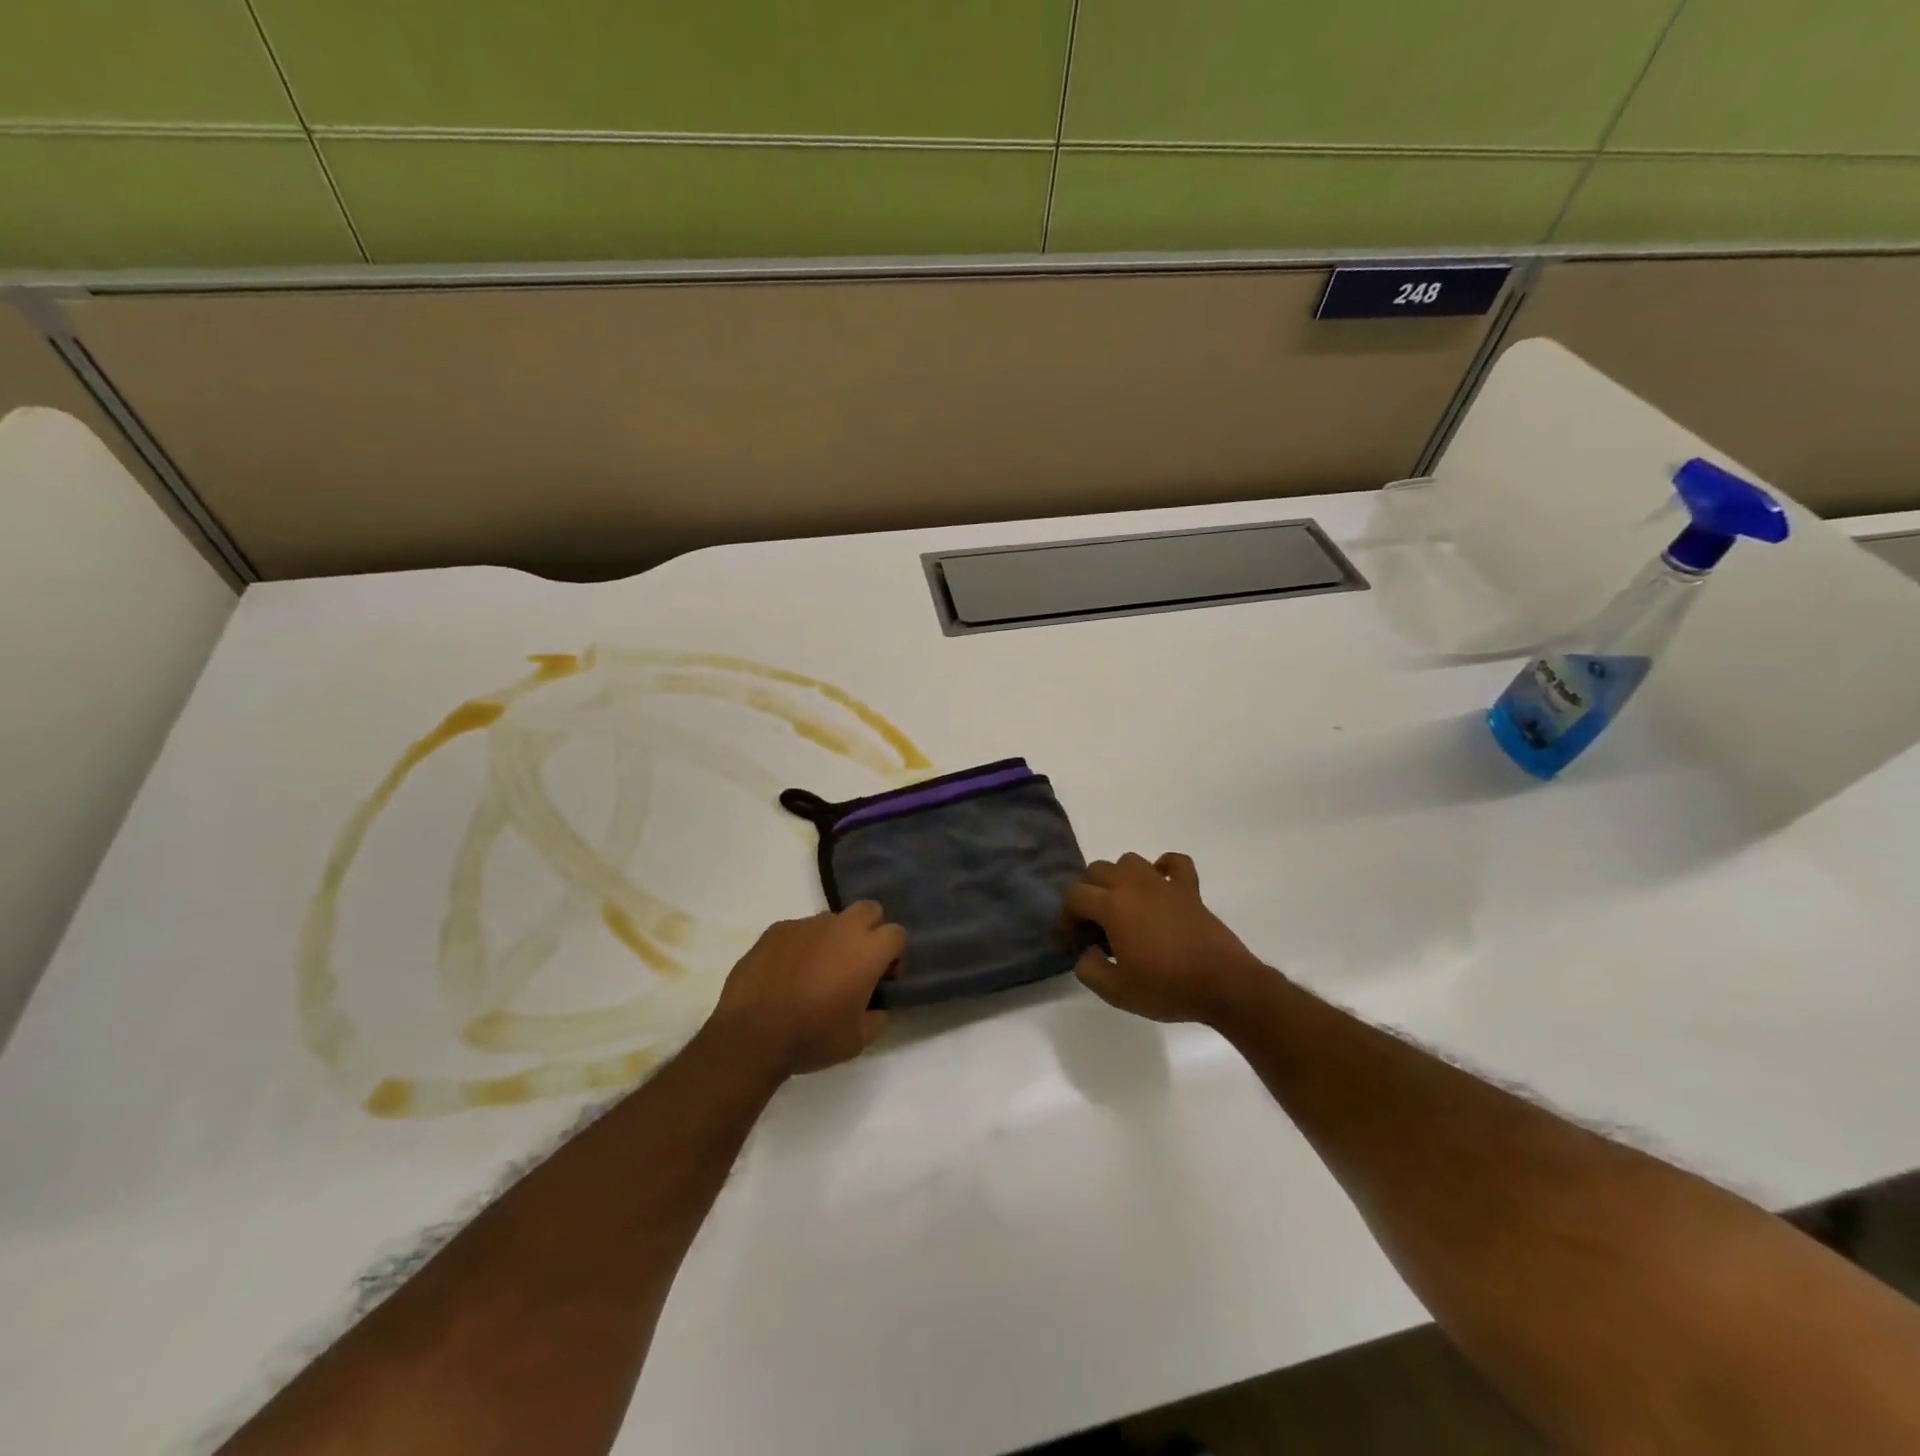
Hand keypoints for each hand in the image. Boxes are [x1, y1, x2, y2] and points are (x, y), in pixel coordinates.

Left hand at [708, 903, 904, 1076]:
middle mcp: (840, 928)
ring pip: (832, 920)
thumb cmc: (811, 1038)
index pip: (896, 933)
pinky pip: (799, 930)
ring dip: (834, 939)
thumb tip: (877, 1006)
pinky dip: (801, 946)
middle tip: (855, 965)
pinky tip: (787, 974)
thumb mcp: (857, 1041)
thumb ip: (877, 1017)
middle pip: (869, 910)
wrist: (750, 1035)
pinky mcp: (776, 929)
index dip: (893, 956)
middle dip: (870, 931)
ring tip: (816, 972)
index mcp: (867, 951)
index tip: (880, 981)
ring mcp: (806, 925)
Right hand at [1063, 852, 1271, 1025]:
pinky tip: (1160, 884)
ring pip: (1129, 861)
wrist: (1224, 984)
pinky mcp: (1189, 889)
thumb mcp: (1116, 991)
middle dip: (1089, 892)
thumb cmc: (1167, 987)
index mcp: (1112, 906)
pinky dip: (1163, 866)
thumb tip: (1086, 953)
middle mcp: (1133, 885)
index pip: (1075, 895)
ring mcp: (1163, 883)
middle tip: (1095, 924)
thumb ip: (1089, 969)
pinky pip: (1175, 862)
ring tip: (1123, 905)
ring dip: (1119, 877)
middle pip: (1097, 870)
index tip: (1070, 939)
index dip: (1066, 916)